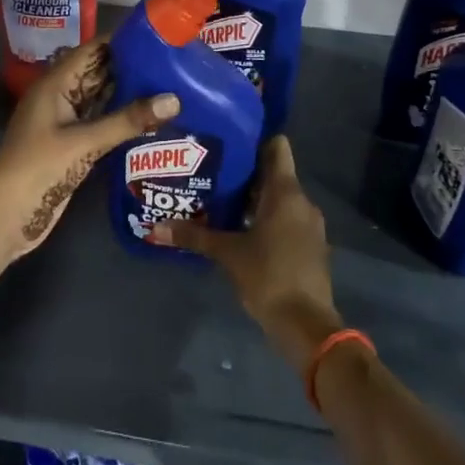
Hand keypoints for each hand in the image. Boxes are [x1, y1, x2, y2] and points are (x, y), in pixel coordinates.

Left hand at [0, 41, 178, 275]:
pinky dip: (122, 118)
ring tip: (170, 82)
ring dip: (129, 92)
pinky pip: (101, 122)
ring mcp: (66, 123)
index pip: (92, 51)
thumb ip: (128, 120)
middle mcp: (61, 97)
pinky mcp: (73, 146)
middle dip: (130, 66)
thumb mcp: (84, 142)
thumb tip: (175, 99)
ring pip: (101, 98)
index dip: (121, 41)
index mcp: (55, 84)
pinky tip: (151, 116)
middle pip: (98, 73)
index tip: (158, 35)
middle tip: (173, 60)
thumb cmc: (38, 168)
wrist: (5, 216)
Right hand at [154, 136, 342, 372]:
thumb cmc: (268, 277)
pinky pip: (287, 219)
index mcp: (285, 192)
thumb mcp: (227, 253)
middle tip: (212, 171)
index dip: (255, 140)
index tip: (229, 141)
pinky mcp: (310, 245)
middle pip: (275, 173)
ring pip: (280, 198)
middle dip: (246, 173)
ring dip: (254, 198)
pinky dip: (266, 218)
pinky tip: (241, 229)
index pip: (277, 147)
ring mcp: (309, 224)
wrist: (306, 325)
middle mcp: (302, 201)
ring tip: (220, 200)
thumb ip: (193, 236)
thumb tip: (155, 227)